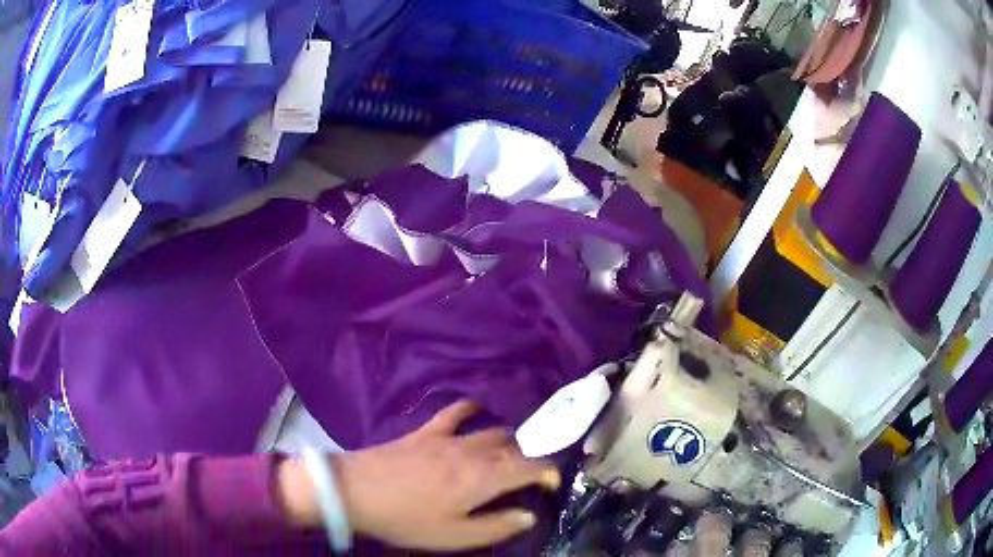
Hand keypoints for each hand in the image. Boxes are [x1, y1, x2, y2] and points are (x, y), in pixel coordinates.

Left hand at [278, 400, 561, 550]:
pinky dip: (472, 409)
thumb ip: (496, 526)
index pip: (529, 467)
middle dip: (532, 457)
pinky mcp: (426, 431)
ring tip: (513, 452)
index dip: (548, 472)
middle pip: (514, 447)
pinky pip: (455, 411)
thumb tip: (528, 515)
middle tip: (533, 474)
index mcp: (483, 479)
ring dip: (510, 439)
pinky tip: (478, 411)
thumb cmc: (407, 519)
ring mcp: (448, 437)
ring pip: (492, 430)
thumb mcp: (454, 536)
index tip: (553, 483)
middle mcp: (473, 452)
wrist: (356, 491)